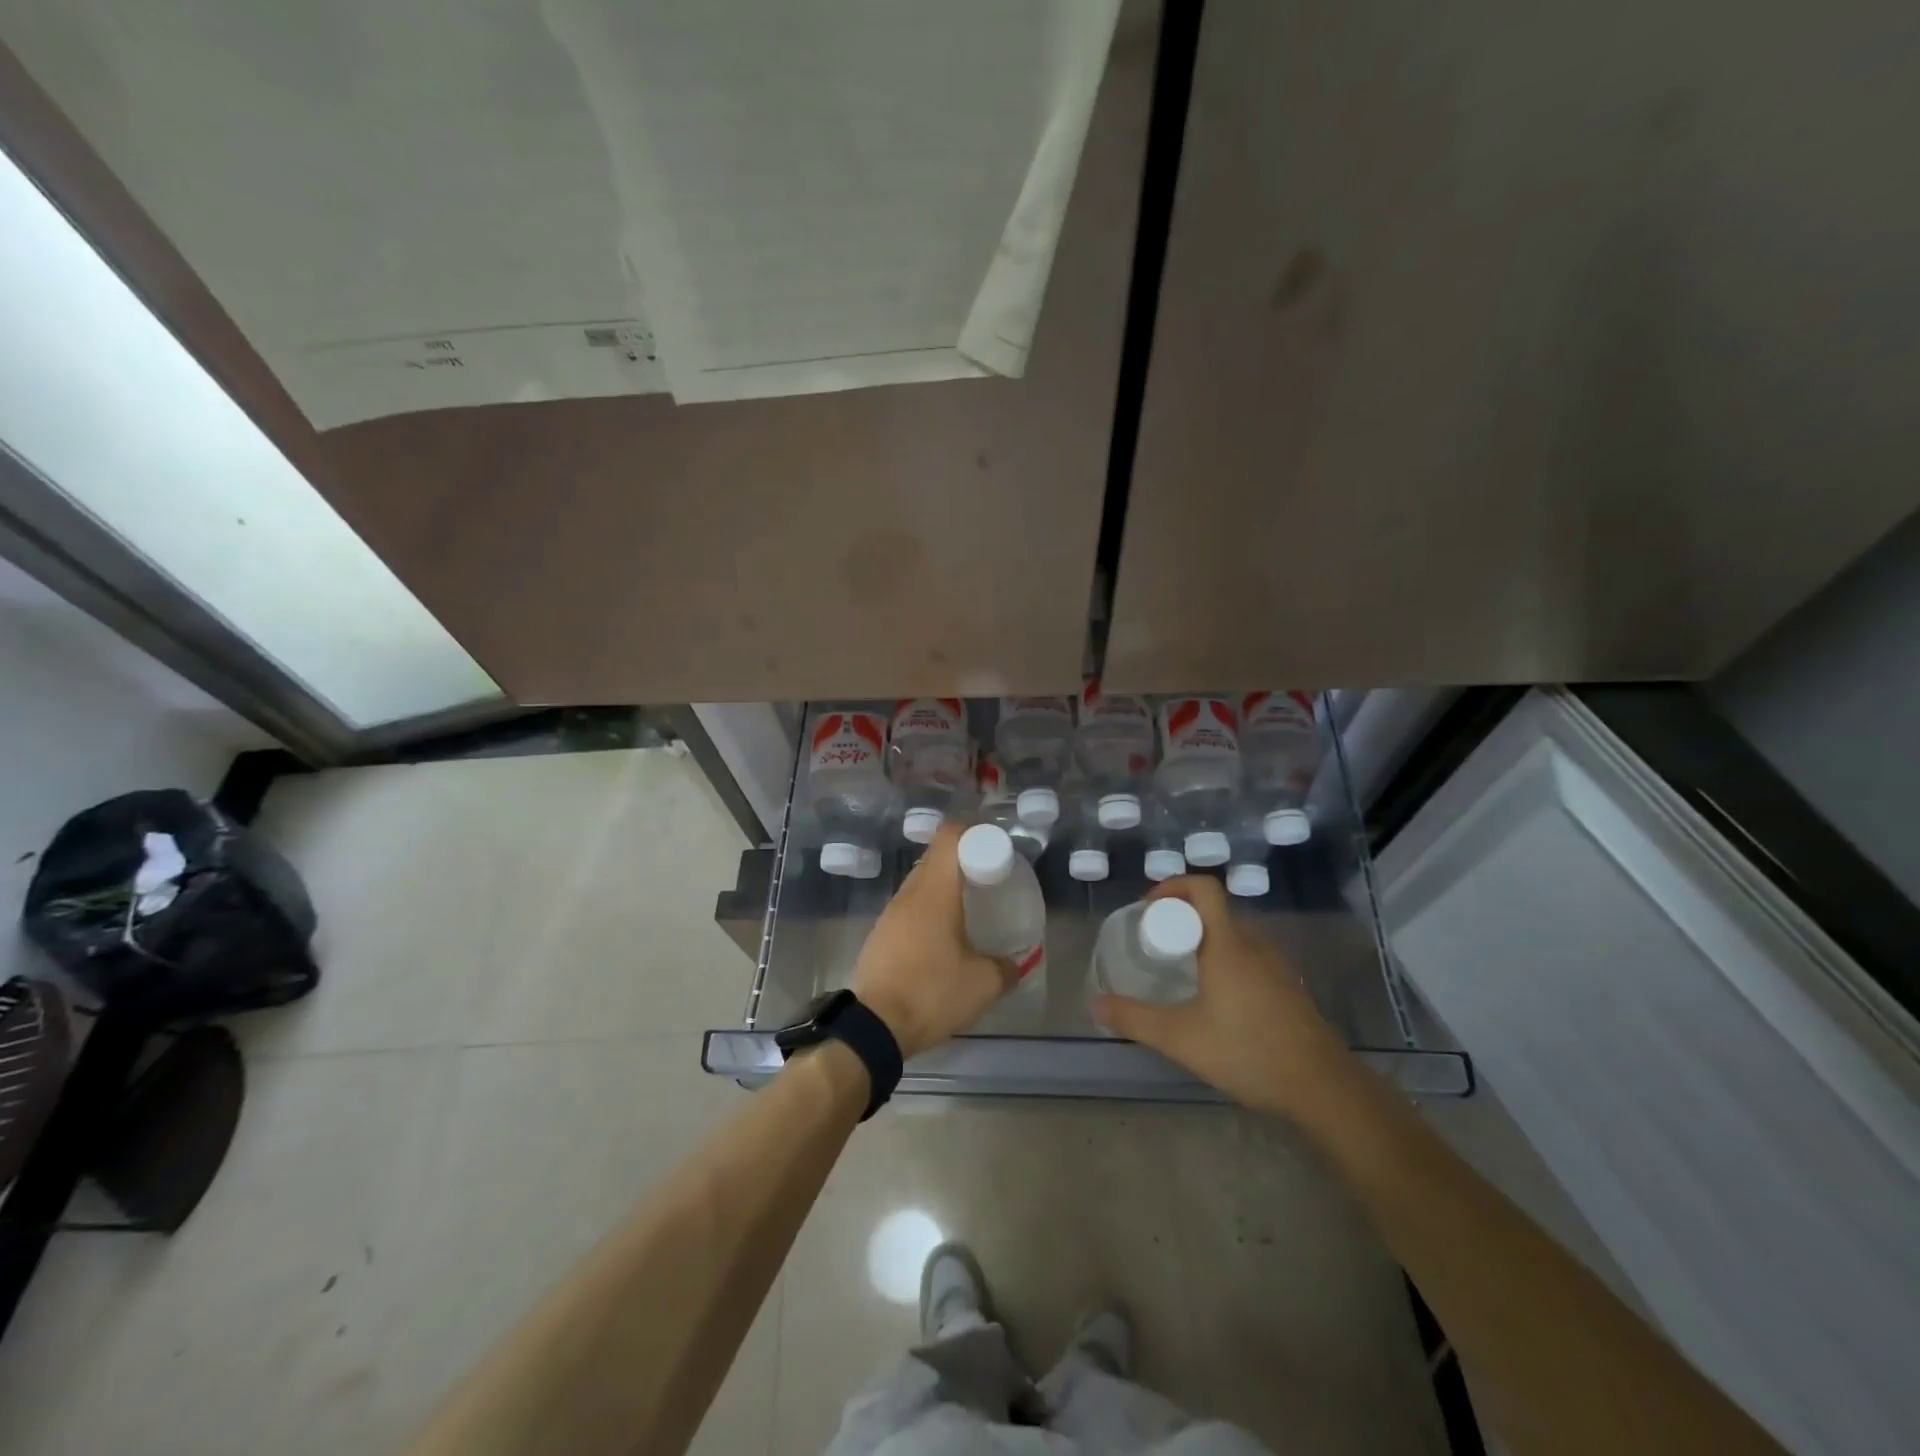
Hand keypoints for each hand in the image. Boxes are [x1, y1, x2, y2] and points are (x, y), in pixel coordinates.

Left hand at [850, 825, 1014, 1059]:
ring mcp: (890, 914)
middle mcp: (909, 893)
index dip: (973, 833)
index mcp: (934, 892)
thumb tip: (1014, 963)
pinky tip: (943, 936)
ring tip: (969, 908)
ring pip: (921, 883)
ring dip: (944, 887)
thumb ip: (1006, 968)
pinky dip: (929, 909)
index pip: (949, 837)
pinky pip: (910, 907)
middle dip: (963, 860)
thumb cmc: (931, 993)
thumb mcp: (983, 985)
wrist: (873, 1027)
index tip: (995, 848)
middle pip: (935, 858)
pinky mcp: (881, 934)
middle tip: (988, 879)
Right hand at [1091, 876, 1353, 1117]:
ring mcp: (1276, 965)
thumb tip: (1095, 1004)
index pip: (1204, 888)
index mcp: (1228, 944)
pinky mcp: (1288, 987)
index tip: (1148, 910)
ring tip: (1180, 969)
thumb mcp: (1180, 1039)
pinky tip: (1216, 998)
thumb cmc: (1248, 1052)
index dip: (1172, 886)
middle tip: (1156, 943)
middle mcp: (1254, 944)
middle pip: (1216, 909)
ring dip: (1204, 938)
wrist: (1323, 1088)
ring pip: (1234, 934)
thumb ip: (1134, 1019)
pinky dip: (1225, 959)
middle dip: (1181, 916)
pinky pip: (1250, 956)